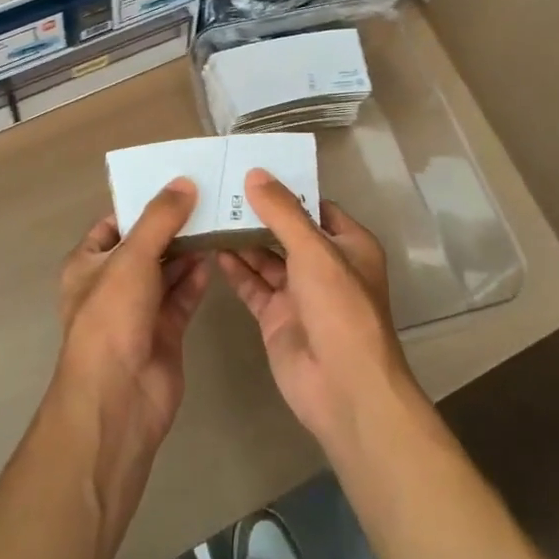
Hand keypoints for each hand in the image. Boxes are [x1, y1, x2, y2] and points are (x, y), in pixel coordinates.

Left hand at [55, 179, 211, 447]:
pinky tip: (216, 257)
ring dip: (188, 250)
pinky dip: (196, 278)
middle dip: (172, 226)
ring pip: (166, 271)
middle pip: (145, 245)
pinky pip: (182, 296)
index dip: (141, 204)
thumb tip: (184, 182)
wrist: (118, 398)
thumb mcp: (132, 258)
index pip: (114, 224)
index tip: (175, 183)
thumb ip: (159, 219)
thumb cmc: (112, 317)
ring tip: (218, 221)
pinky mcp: (164, 332)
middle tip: (208, 198)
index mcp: (88, 264)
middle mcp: (111, 284)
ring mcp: (138, 310)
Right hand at [216, 170, 414, 450]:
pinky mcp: (277, 317)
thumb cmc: (340, 309)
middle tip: (220, 189)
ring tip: (209, 213)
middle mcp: (326, 266)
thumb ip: (283, 212)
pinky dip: (235, 270)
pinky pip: (253, 286)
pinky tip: (212, 250)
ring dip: (242, 239)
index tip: (251, 169)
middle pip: (287, 231)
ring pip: (266, 258)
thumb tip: (255, 174)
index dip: (287, 189)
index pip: (315, 206)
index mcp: (349, 245)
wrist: (344, 389)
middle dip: (258, 213)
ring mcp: (300, 293)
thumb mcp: (314, 251)